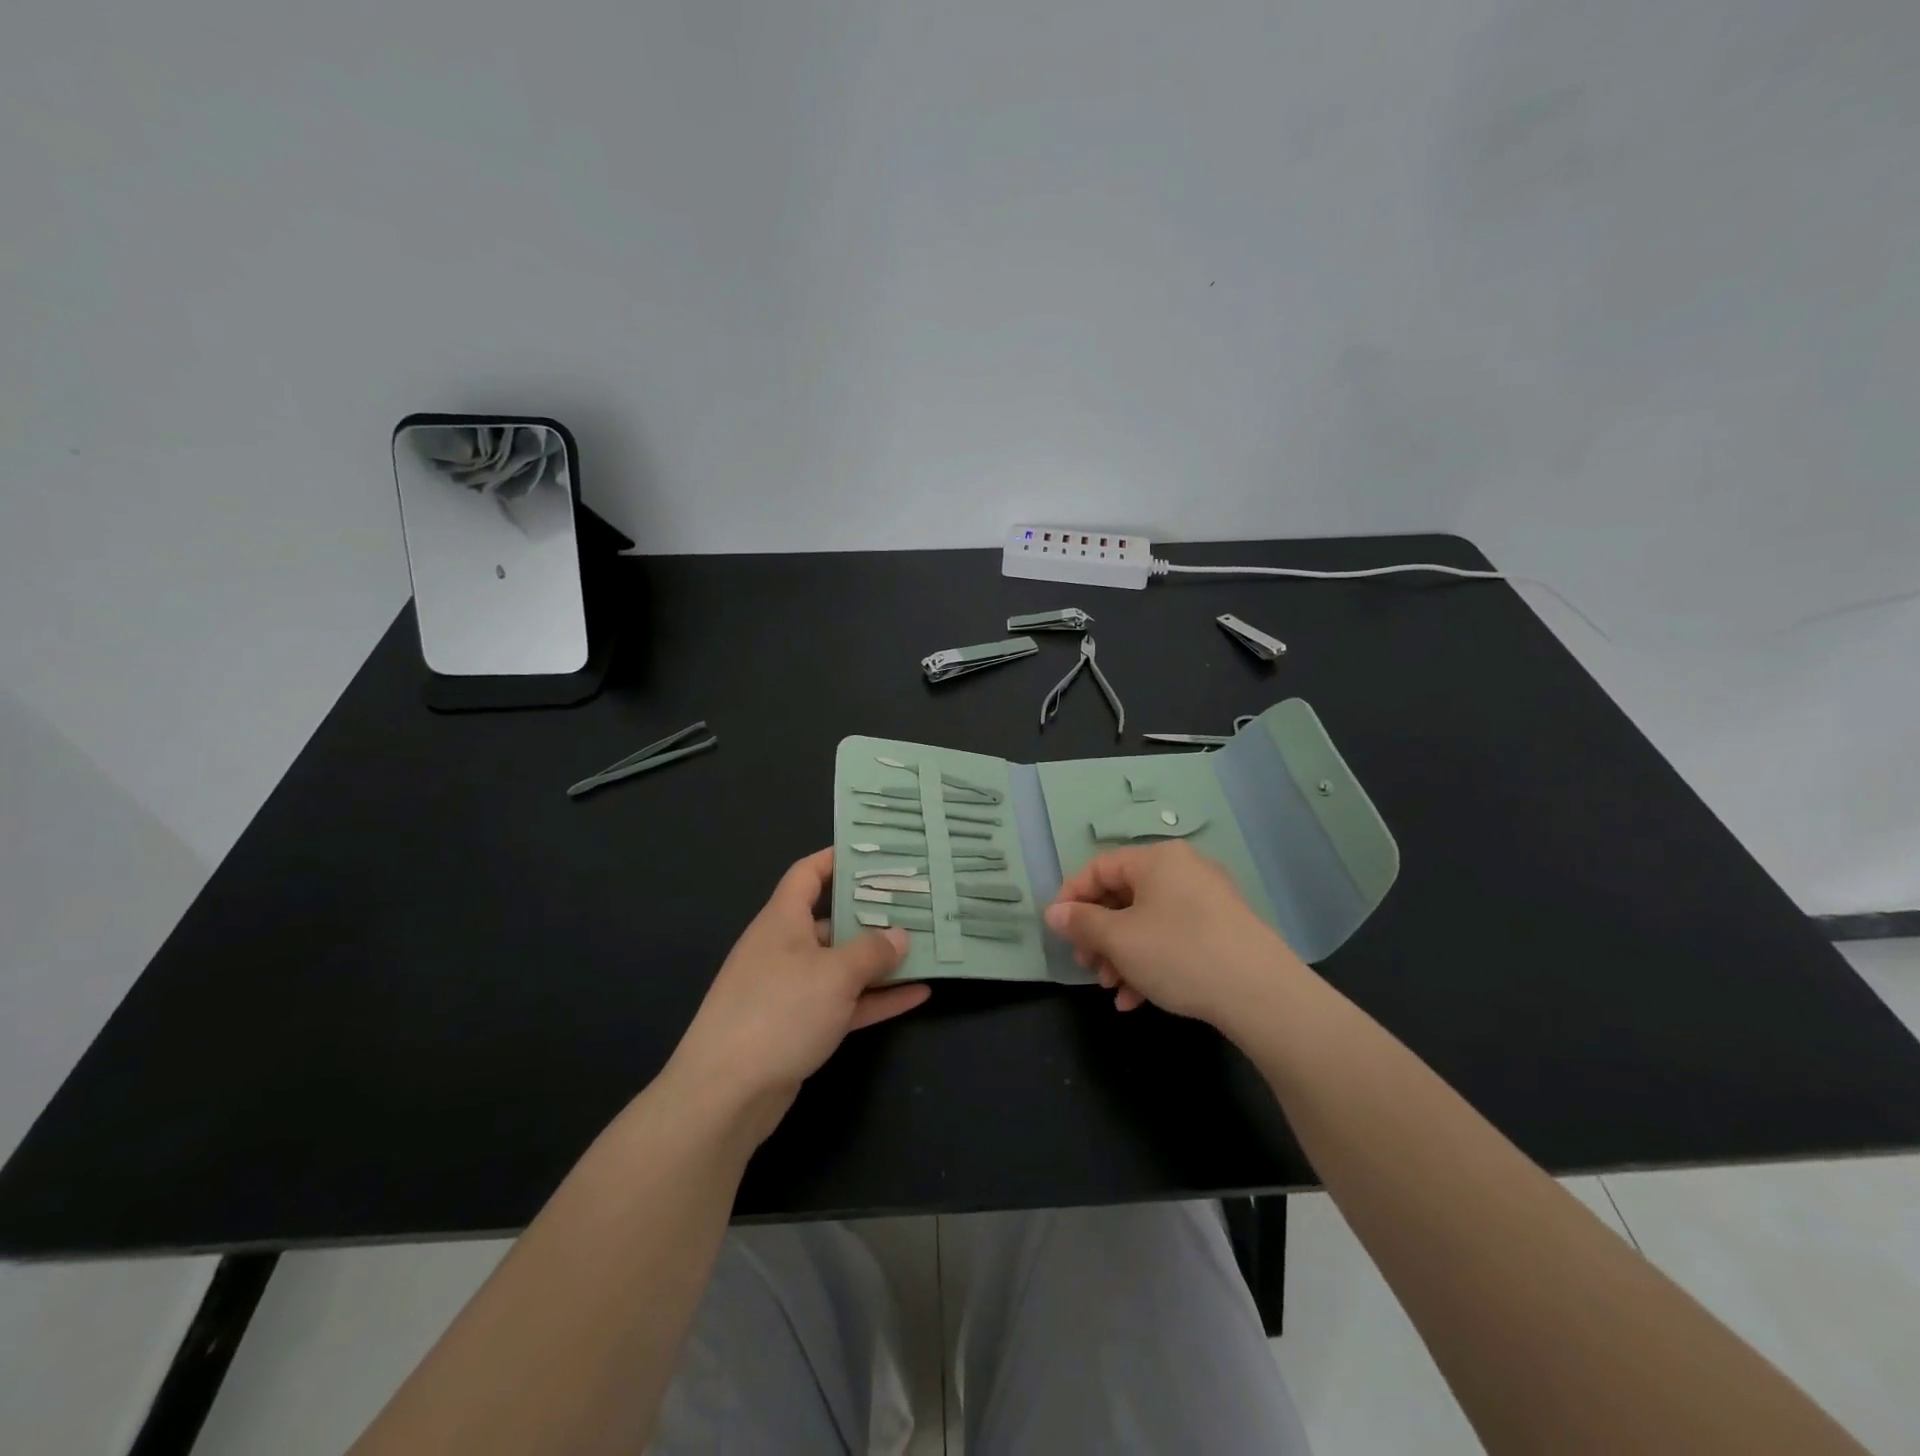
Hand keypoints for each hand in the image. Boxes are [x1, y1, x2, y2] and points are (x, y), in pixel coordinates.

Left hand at [668, 848, 928, 1144]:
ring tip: (926, 946)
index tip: (875, 853)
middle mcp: (785, 948)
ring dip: (881, 960)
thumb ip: (872, 951)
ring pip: (842, 965)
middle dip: (873, 913)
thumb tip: (900, 936)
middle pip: (833, 920)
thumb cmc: (779, 1012)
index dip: (836, 858)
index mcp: (782, 921)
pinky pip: (844, 1002)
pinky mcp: (799, 1027)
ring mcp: (791, 990)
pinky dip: (875, 998)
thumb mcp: (834, 974)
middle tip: (917, 902)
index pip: (808, 874)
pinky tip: (917, 995)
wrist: (726, 1095)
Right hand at [1044, 841, 1304, 1031]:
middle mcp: (1182, 869)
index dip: (1071, 898)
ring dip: (1121, 955)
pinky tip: (1138, 999)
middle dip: (1098, 935)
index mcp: (1156, 860)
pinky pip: (1173, 936)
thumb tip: (1053, 912)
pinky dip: (1150, 962)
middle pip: (1123, 896)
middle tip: (1087, 965)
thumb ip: (1081, 923)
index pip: (1099, 868)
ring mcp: (1206, 899)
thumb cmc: (1179, 954)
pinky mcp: (1223, 929)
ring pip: (1147, 921)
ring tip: (1113, 989)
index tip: (1057, 931)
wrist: (1262, 994)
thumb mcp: (1120, 940)